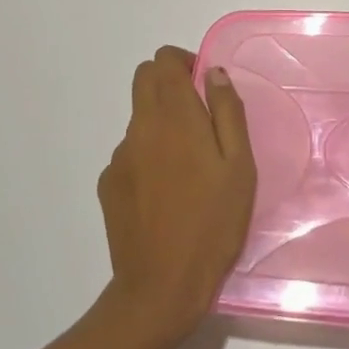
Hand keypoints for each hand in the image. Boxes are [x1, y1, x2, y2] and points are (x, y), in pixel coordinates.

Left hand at [97, 47, 256, 343]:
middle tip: (200, 117)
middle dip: (170, 82)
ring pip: (138, 117)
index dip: (185, 62)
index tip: (206, 88)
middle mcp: (140, 127)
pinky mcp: (109, 184)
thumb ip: (227, 112)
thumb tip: (214, 73)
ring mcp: (119, 157)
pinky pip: (130, 152)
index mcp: (174, 117)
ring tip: (189, 166)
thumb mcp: (239, 166)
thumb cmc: (212, 223)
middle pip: (144, 79)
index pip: (164, 60)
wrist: (161, 288)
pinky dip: (148, 154)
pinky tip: (167, 192)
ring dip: (161, 122)